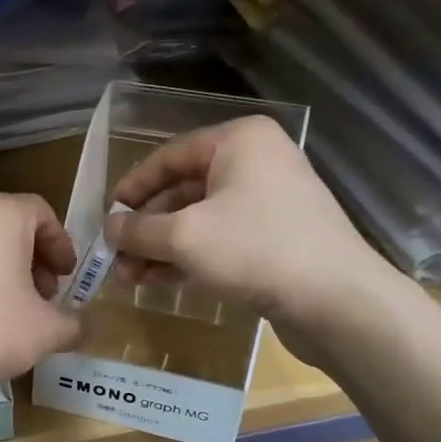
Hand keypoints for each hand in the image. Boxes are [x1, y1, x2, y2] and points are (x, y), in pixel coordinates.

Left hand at [0, 192, 82, 399]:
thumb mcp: (48, 330)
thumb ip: (76, 323)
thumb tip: (84, 328)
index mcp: (0, 214)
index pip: (42, 213)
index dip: (62, 245)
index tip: (69, 277)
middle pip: (12, 228)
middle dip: (36, 260)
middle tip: (47, 296)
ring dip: (9, 272)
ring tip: (19, 313)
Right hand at [106, 116, 399, 356]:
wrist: (334, 299)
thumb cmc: (254, 249)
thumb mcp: (183, 237)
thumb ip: (138, 230)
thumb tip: (109, 228)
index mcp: (238, 142)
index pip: (169, 156)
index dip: (132, 188)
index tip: (106, 218)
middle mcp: (256, 162)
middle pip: (183, 190)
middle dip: (146, 228)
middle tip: (115, 259)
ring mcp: (269, 201)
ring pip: (200, 220)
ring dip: (162, 248)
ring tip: (130, 278)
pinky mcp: (276, 237)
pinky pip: (221, 239)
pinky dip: (189, 257)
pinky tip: (159, 281)